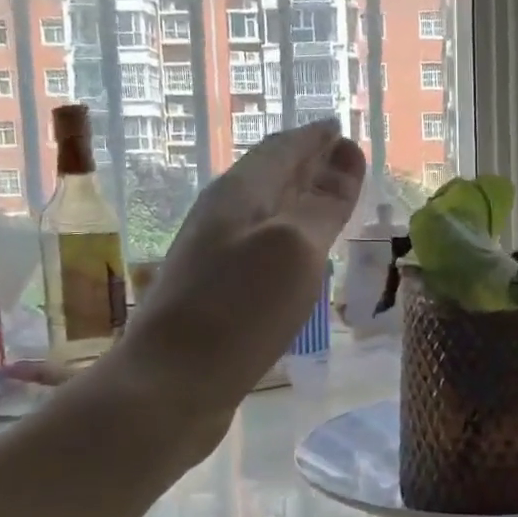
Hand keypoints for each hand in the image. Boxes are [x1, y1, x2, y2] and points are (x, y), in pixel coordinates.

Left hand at [113, 119, 364, 414]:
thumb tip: (349, 151)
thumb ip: (325, 202)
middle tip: (341, 158)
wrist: (168, 387)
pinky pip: (260, 247)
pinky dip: (287, 238)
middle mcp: (223, 216)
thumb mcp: (295, 249)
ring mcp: (214, 256)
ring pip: (264, 213)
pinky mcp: (215, 294)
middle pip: (270, 176)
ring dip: (296, 200)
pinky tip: (296, 256)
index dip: (314, 138)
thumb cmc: (238, 311)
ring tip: (327, 200)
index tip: (341, 129)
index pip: (282, 149)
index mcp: (240, 194)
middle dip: (305, 163)